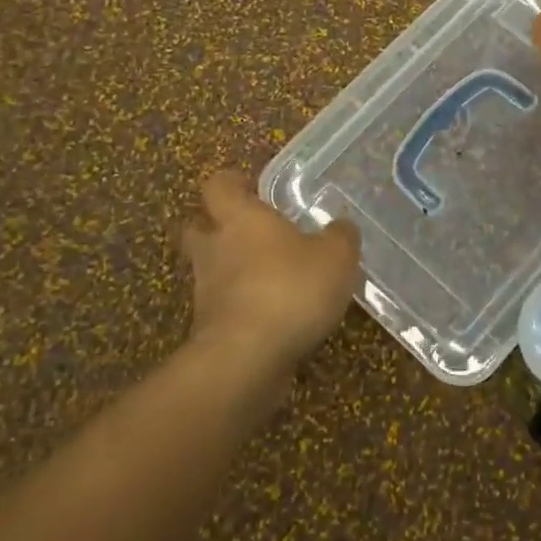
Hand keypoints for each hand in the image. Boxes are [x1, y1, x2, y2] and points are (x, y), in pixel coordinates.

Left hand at [181, 170, 361, 374]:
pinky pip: (224, 307)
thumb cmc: (290, 289)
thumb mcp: (336, 256)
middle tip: (249, 232)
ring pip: (210, 269)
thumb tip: (341, 227)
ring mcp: (206, 291)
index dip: (231, 183)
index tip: (249, 186)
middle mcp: (215, 248)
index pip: (218, 185)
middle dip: (217, 226)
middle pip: (199, 227)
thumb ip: (341, 236)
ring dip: (231, 271)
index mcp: (240, 218)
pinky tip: (273, 316)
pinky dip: (241, 307)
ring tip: (269, 278)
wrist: (247, 358)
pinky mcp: (209, 329)